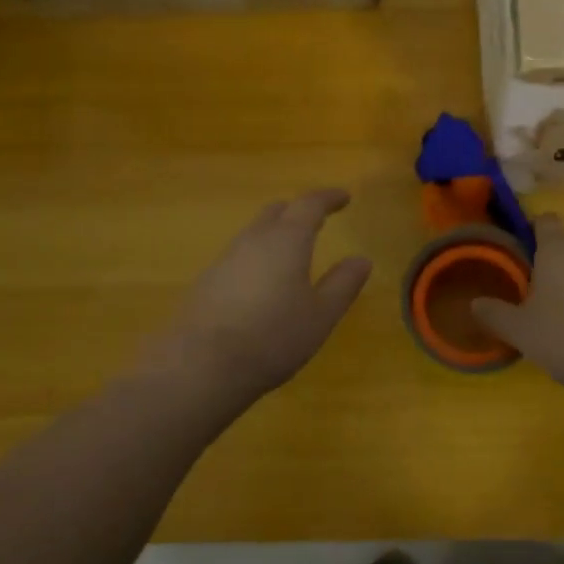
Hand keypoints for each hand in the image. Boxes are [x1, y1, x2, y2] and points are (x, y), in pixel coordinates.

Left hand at [156, 189, 371, 402]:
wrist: (201, 366)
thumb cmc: (273, 337)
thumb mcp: (321, 315)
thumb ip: (343, 284)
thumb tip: (361, 259)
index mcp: (286, 240)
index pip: (309, 204)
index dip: (328, 198)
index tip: (344, 197)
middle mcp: (253, 240)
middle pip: (276, 212)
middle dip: (298, 211)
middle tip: (316, 220)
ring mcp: (225, 260)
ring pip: (254, 234)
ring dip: (274, 234)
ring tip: (291, 253)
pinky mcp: (207, 282)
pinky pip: (239, 257)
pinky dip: (257, 259)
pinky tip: (262, 284)